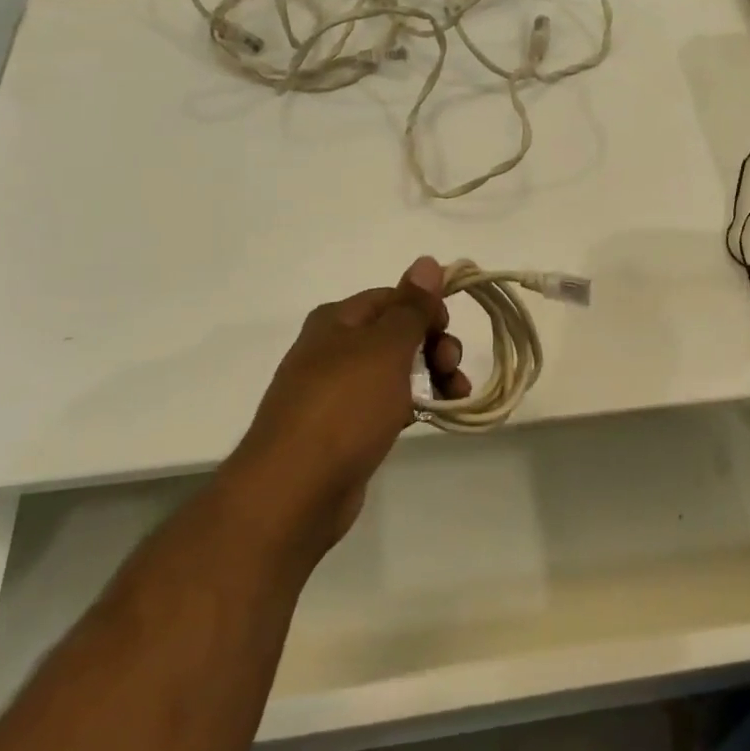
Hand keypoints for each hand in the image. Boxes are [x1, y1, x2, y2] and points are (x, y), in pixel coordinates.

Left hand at [221, 257, 470, 557]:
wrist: (294, 489)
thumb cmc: (344, 407)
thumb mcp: (385, 348)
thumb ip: (411, 307)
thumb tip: (427, 261)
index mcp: (337, 320)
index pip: (391, 297)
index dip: (426, 308)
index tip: (450, 330)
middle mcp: (333, 349)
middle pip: (395, 333)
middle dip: (432, 344)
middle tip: (452, 367)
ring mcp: (336, 391)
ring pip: (394, 370)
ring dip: (430, 375)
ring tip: (455, 395)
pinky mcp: (343, 429)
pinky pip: (386, 404)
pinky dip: (413, 404)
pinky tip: (434, 416)